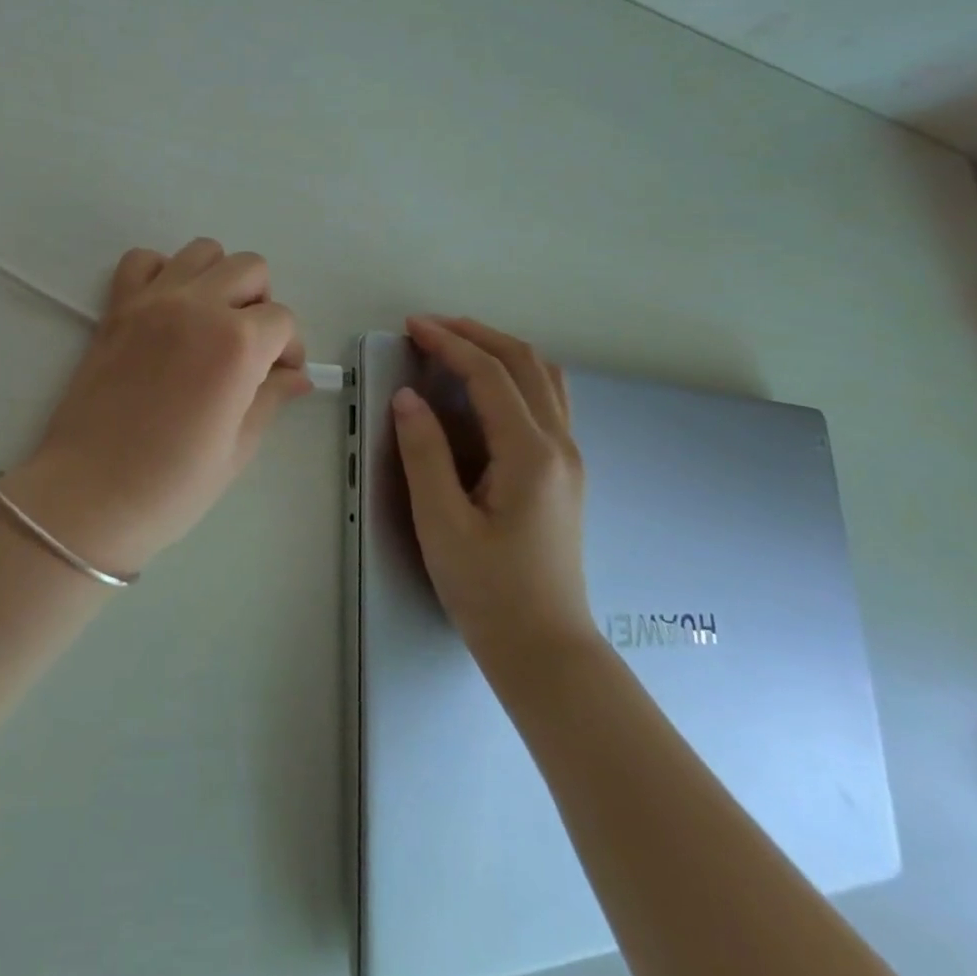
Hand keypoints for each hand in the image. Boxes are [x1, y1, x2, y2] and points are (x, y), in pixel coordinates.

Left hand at [0, 239, 309, 575]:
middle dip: (261, 304)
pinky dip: (162, 272)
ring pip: (202, 251)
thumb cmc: (172, 484)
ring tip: (210, 322)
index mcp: (236, 344)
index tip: (280, 377)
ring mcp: (153, 301)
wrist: (90, 495)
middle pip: (250, 269)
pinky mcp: (117, 307)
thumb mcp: (237, 448)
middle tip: (250, 347)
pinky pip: (143, 260)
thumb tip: (296, 377)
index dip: (289, 349)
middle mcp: (197, 306)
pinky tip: (167, 308)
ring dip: (218, 279)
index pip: (282, 319)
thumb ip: (270, 398)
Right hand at [393, 316, 595, 660]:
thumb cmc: (488, 590)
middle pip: (525, 362)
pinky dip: (515, 374)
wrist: (545, 649)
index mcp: (530, 454)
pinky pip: (547, 399)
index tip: (412, 326)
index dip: (450, 343)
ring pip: (544, 377)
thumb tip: (407, 396)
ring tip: (456, 345)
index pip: (491, 374)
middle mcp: (560, 445)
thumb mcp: (441, 523)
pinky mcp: (564, 472)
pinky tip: (486, 386)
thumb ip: (423, 454)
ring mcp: (569, 457)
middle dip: (476, 334)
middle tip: (429, 327)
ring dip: (500, 349)